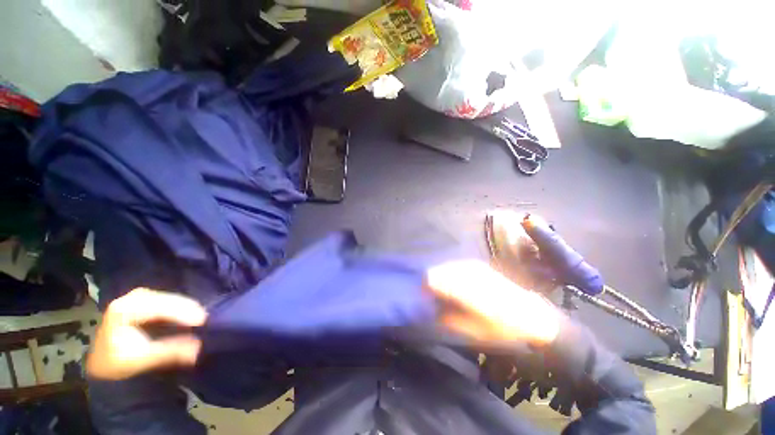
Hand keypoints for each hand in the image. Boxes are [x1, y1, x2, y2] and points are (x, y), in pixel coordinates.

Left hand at [87, 288, 207, 380]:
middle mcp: (130, 298)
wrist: (103, 363)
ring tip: (199, 316)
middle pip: (165, 299)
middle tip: (204, 318)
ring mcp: (136, 298)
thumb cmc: (118, 363)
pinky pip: (165, 300)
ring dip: (184, 306)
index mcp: (123, 310)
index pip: (158, 307)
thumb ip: (168, 352)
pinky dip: (178, 306)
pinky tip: (188, 313)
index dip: (182, 313)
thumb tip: (199, 347)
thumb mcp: (140, 360)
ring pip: (167, 298)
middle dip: (185, 308)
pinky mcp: (142, 301)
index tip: (202, 320)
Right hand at [427, 260, 560, 345]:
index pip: (430, 279)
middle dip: (431, 284)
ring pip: (444, 267)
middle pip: (436, 271)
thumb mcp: (471, 332)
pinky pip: (454, 267)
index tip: (424, 301)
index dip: (423, 289)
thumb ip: (445, 318)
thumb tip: (429, 307)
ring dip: (441, 279)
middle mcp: (466, 272)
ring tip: (446, 294)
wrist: (532, 316)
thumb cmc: (502, 329)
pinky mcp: (477, 264)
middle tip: (434, 299)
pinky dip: (450, 275)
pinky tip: (457, 287)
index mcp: (463, 289)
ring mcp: (472, 265)